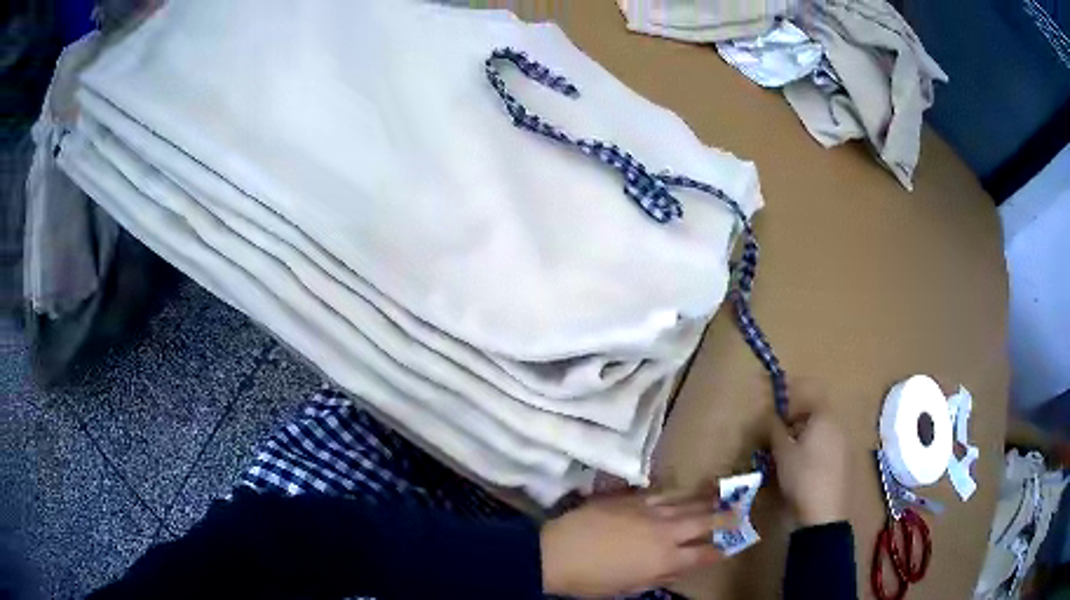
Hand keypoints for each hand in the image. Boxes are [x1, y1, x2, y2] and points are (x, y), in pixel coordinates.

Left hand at [540, 489, 736, 596]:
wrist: (557, 552)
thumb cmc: (591, 580)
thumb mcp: (628, 588)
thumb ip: (659, 578)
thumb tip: (678, 569)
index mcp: (665, 560)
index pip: (703, 554)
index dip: (720, 550)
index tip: (733, 545)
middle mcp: (665, 532)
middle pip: (704, 521)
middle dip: (726, 516)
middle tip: (741, 509)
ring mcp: (649, 511)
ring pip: (687, 501)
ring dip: (707, 498)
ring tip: (723, 491)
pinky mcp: (631, 498)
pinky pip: (661, 492)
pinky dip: (677, 492)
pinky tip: (684, 489)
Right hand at [771, 410, 849, 526]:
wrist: (823, 512)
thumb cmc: (801, 475)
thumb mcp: (782, 453)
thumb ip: (775, 431)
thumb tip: (770, 417)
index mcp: (824, 419)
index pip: (808, 404)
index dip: (792, 412)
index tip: (778, 426)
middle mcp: (838, 427)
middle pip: (817, 420)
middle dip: (799, 429)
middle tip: (782, 445)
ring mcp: (845, 446)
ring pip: (823, 437)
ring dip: (808, 444)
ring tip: (792, 462)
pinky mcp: (846, 465)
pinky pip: (830, 452)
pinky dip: (818, 456)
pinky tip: (806, 474)